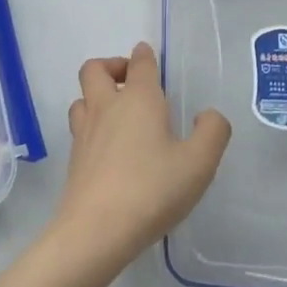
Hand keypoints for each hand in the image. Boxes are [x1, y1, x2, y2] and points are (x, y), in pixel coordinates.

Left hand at [51, 43, 231, 279]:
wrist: (96, 230)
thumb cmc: (152, 189)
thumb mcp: (199, 163)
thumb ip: (212, 132)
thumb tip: (207, 115)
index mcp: (139, 99)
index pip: (139, 62)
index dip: (144, 55)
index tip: (148, 55)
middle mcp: (107, 107)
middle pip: (95, 69)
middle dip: (112, 67)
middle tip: (131, 82)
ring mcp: (85, 133)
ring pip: (82, 98)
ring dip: (97, 97)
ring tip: (119, 114)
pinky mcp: (74, 160)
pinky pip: (80, 128)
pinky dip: (93, 127)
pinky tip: (110, 149)